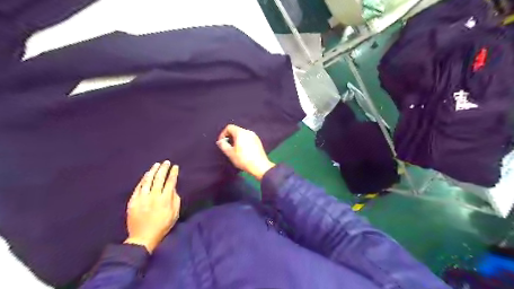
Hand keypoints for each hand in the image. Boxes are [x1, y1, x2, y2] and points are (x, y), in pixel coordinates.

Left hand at [124, 161, 179, 252]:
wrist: (143, 237)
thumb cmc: (162, 226)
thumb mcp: (175, 214)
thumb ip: (175, 200)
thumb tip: (173, 189)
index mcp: (165, 199)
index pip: (170, 182)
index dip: (173, 173)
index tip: (175, 167)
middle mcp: (154, 196)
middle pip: (159, 178)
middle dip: (163, 169)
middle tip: (166, 162)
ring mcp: (142, 198)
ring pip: (148, 180)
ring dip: (153, 171)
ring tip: (156, 165)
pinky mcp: (133, 201)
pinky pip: (138, 187)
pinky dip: (143, 180)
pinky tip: (146, 175)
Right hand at [215, 124, 274, 180]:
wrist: (260, 166)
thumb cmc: (244, 159)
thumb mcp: (230, 153)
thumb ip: (223, 145)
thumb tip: (221, 141)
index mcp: (241, 133)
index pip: (229, 127)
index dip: (223, 134)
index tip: (222, 142)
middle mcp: (248, 132)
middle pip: (236, 130)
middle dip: (230, 137)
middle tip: (227, 146)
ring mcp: (254, 136)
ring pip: (242, 134)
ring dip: (237, 140)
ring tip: (235, 149)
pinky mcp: (258, 141)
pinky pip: (248, 138)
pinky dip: (243, 142)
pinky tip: (243, 151)